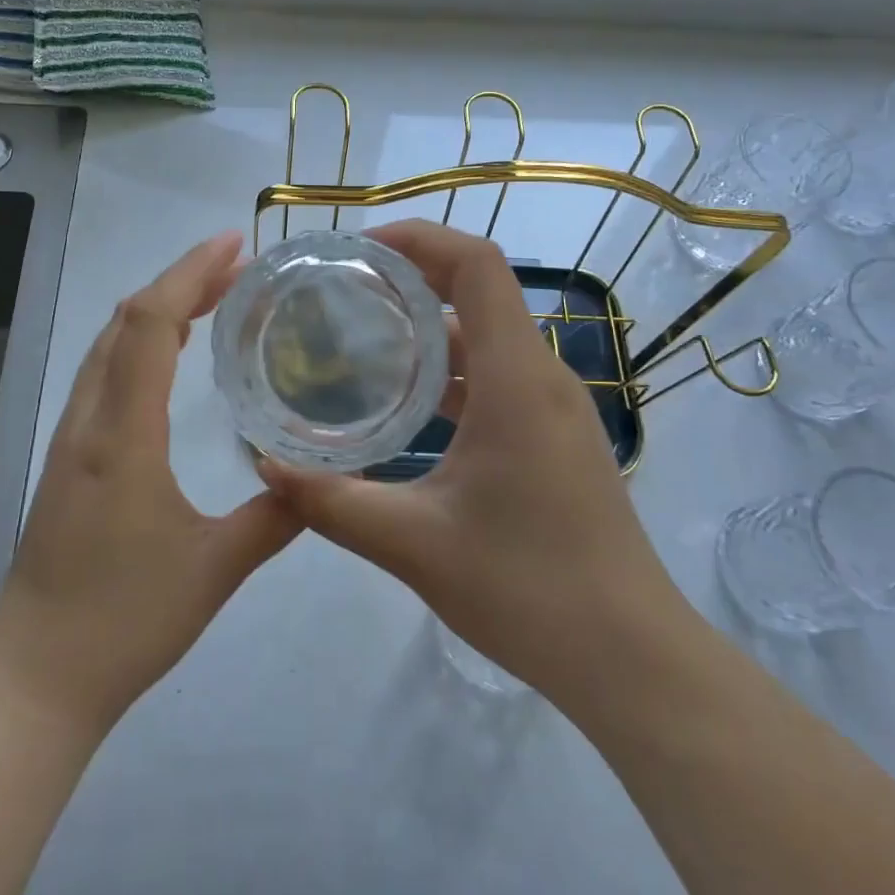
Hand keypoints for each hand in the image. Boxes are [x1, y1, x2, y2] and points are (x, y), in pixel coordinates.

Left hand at [0, 232, 298, 731]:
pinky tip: (170, 360)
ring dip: (157, 310)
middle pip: (126, 322)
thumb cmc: (124, 621)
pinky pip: (103, 377)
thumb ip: (274, 519)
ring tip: (212, 299)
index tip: (235, 246)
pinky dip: (139, 345)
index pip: (151, 326)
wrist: (37, 676)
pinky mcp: (68, 461)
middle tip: (238, 269)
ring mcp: (71, 440)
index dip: (189, 274)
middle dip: (179, 282)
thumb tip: (317, 482)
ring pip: (109, 346)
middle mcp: (89, 423)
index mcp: (122, 436)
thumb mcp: (215, 571)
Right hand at [259, 220, 697, 715]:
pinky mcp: (553, 439)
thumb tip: (264, 466)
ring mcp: (553, 409)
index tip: (359, 249)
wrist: (629, 657)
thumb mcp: (414, 544)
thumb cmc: (528, 590)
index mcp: (517, 379)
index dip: (420, 237)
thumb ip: (332, 501)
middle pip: (480, 291)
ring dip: (429, 328)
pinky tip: (404, 404)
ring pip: (487, 338)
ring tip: (361, 337)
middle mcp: (542, 377)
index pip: (478, 265)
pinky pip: (496, 378)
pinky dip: (449, 372)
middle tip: (341, 291)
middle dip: (412, 277)